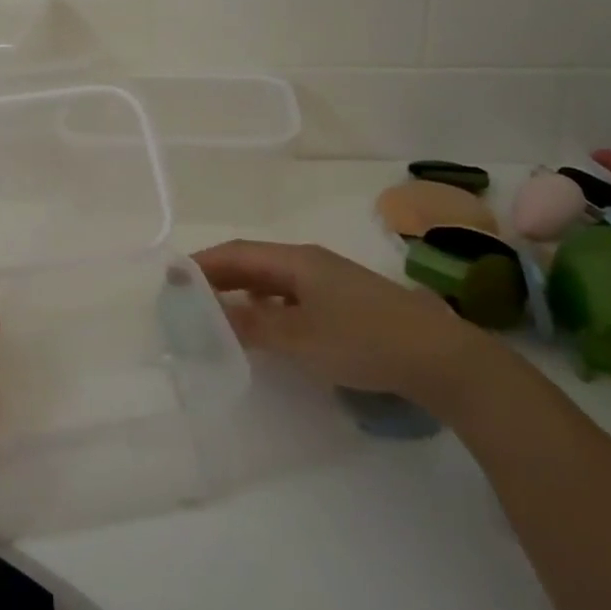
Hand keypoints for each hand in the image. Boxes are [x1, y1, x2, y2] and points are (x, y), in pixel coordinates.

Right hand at [194, 240, 489, 406]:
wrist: (438, 356)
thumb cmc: (362, 339)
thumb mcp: (300, 337)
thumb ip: (253, 326)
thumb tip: (211, 316)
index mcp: (296, 260)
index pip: (237, 253)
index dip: (203, 263)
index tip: (172, 279)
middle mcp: (310, 262)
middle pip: (253, 263)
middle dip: (218, 277)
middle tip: (186, 298)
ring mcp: (330, 282)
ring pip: (272, 281)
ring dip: (241, 293)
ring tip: (214, 312)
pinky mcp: (344, 303)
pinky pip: (291, 297)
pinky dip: (266, 307)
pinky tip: (262, 327)